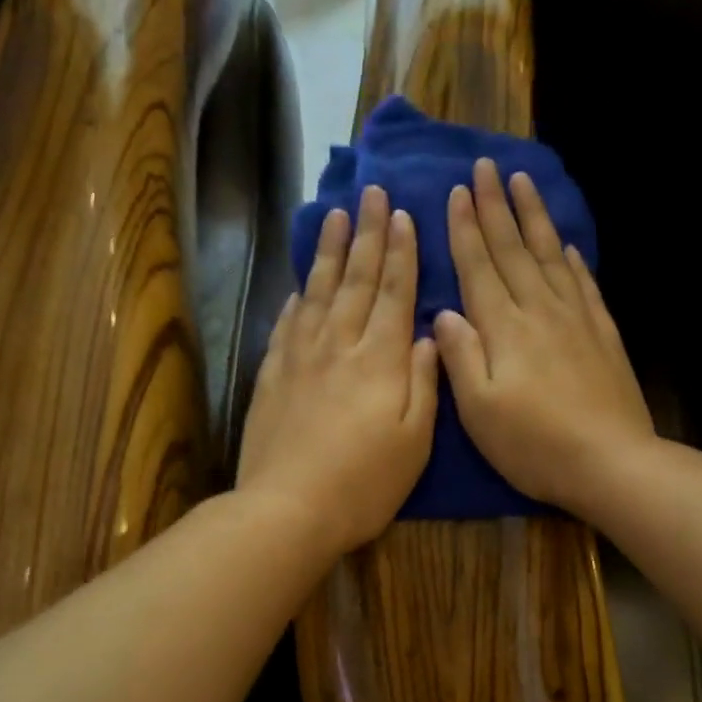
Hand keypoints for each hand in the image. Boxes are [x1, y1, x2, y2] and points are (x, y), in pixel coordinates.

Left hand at [238, 186, 438, 556]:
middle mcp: (340, 346)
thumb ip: (424, 384)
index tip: (403, 215)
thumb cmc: (364, 484)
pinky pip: (287, 323)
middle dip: (369, 234)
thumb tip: (429, 336)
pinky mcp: (272, 375)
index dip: (402, 253)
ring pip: (319, 292)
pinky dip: (298, 297)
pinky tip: (302, 283)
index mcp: (381, 360)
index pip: (395, 293)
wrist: (288, 509)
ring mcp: (300, 358)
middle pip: (357, 281)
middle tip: (373, 193)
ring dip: (331, 252)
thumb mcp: (415, 442)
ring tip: (338, 215)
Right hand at [433, 158, 654, 514]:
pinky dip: (572, 260)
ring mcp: (576, 320)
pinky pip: (584, 285)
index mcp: (504, 329)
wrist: (610, 462)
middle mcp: (539, 312)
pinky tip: (567, 247)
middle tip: (486, 167)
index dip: (466, 229)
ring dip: (535, 218)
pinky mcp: (603, 335)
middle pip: (514, 250)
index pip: (479, 267)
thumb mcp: (479, 412)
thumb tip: (444, 314)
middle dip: (496, 207)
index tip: (457, 192)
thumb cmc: (534, 445)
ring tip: (524, 183)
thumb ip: (460, 358)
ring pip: (551, 256)